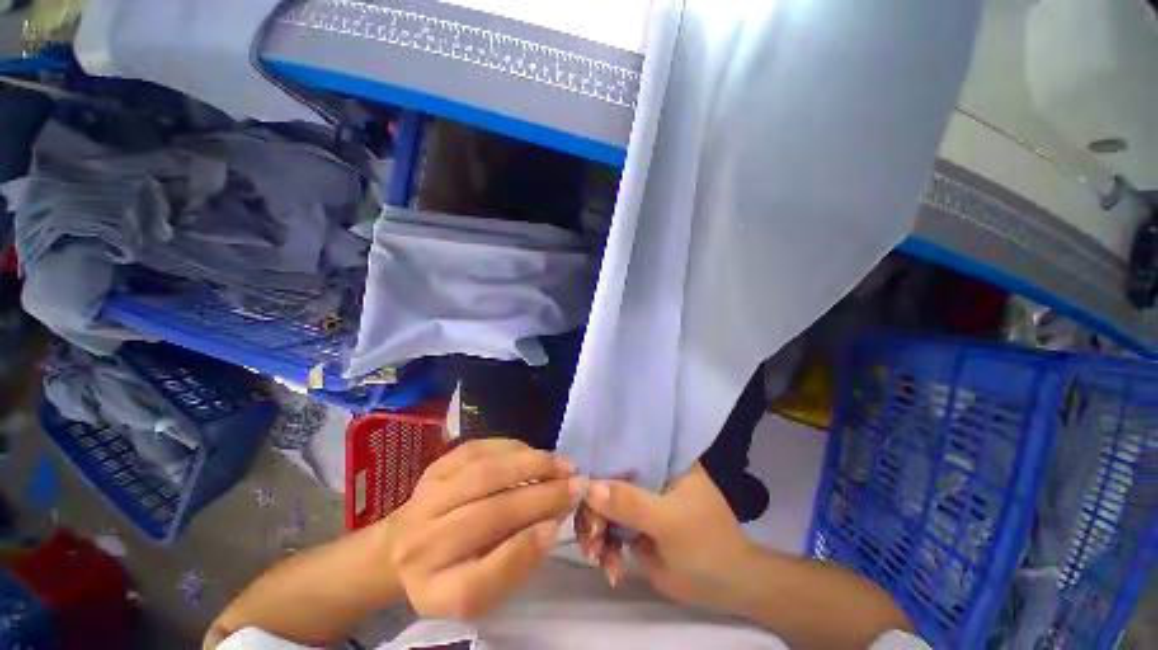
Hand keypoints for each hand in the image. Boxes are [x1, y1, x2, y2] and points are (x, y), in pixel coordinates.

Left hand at [390, 439, 585, 618]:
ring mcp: (425, 498)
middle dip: (540, 496)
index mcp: (434, 591)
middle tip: (575, 484)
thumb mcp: (480, 589)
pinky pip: (478, 449)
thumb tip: (550, 524)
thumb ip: (515, 563)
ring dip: (530, 464)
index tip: (556, 528)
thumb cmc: (451, 571)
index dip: (521, 554)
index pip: (477, 583)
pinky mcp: (434, 468)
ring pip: (484, 473)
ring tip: (561, 465)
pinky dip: (512, 448)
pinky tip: (533, 453)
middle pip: (487, 515)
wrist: (403, 545)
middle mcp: (422, 545)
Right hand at [576, 463, 758, 613]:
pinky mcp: (636, 524)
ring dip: (596, 534)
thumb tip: (588, 487)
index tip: (582, 493)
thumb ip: (630, 503)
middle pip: (607, 480)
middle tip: (593, 540)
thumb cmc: (707, 545)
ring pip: (604, 506)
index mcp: (663, 459)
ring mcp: (641, 499)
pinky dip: (605, 550)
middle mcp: (648, 473)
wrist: (728, 589)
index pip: (622, 450)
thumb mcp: (670, 522)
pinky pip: (609, 530)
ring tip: (600, 560)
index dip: (599, 465)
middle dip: (594, 510)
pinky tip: (612, 571)